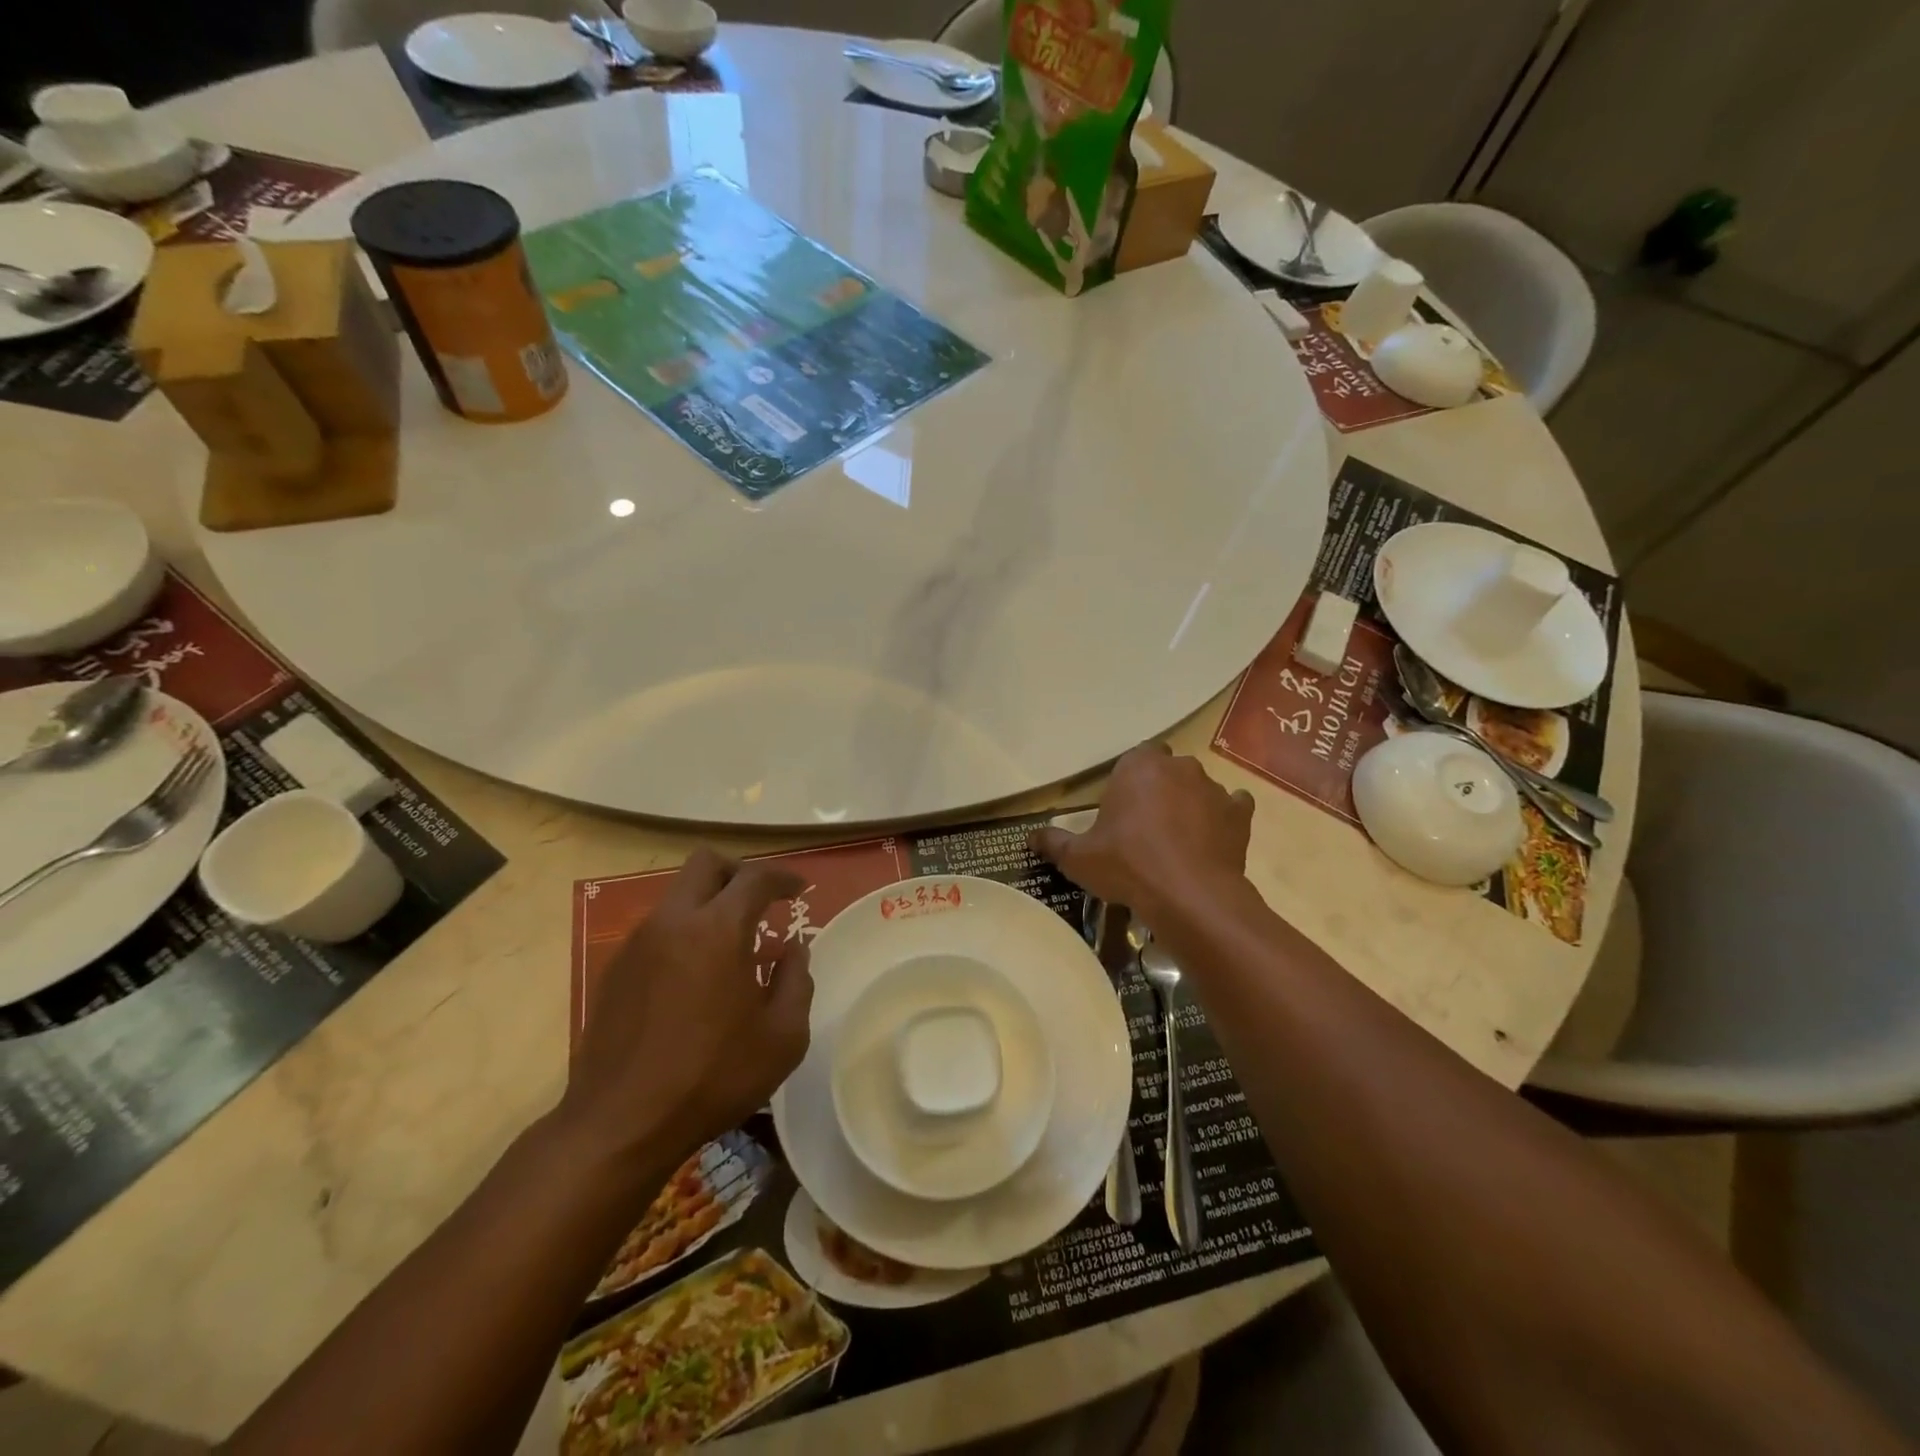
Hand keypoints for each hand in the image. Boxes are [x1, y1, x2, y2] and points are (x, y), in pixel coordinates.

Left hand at [561, 850, 813, 1171]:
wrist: (620, 1124)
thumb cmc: (713, 1077)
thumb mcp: (782, 1037)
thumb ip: (797, 981)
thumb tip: (792, 950)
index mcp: (718, 929)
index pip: (755, 877)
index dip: (783, 878)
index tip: (798, 891)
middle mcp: (673, 921)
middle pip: (706, 864)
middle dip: (738, 873)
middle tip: (760, 902)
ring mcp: (637, 943)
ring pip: (678, 896)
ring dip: (709, 905)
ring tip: (732, 948)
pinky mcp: (615, 970)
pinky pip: (658, 930)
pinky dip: (684, 934)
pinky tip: (697, 979)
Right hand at [1030, 744, 1253, 922]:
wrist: (1190, 896)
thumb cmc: (1127, 866)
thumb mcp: (1079, 858)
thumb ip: (1053, 842)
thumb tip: (1029, 838)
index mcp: (1139, 766)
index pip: (1135, 757)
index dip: (1128, 781)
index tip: (1121, 809)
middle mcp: (1179, 767)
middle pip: (1167, 770)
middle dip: (1158, 790)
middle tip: (1144, 826)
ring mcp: (1214, 789)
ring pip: (1198, 789)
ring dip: (1189, 805)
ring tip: (1176, 841)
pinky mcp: (1240, 815)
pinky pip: (1232, 808)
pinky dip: (1223, 819)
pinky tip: (1211, 841)